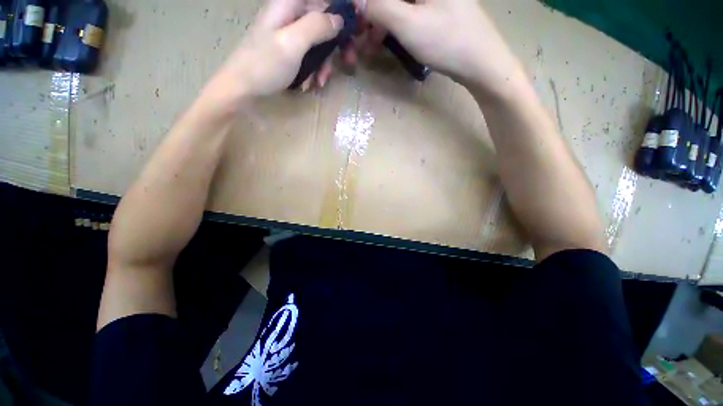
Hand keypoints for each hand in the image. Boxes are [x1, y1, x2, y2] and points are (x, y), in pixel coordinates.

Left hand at [206, 0, 345, 100]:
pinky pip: (308, 56)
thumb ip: (316, 26)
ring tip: (319, 82)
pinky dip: (312, 71)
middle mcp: (290, 15)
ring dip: (323, 64)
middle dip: (335, 45)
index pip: (322, 0)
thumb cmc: (265, 65)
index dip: (341, 11)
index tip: (355, 29)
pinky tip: (307, 84)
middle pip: (323, 22)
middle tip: (348, 62)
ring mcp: (288, 34)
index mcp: (289, 5)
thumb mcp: (292, 43)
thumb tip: (339, 19)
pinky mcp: (288, 51)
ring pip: (317, 43)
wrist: (242, 88)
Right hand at [359, 0, 522, 95]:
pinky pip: (406, 11)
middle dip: (371, 13)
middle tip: (358, 35)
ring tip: (368, 45)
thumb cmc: (447, 41)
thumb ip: (379, 7)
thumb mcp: (408, 24)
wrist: (481, 62)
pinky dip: (392, 25)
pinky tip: (383, 40)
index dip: (364, 2)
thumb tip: (356, 0)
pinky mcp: (434, 8)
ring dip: (379, 21)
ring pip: (397, 4)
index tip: (354, 15)